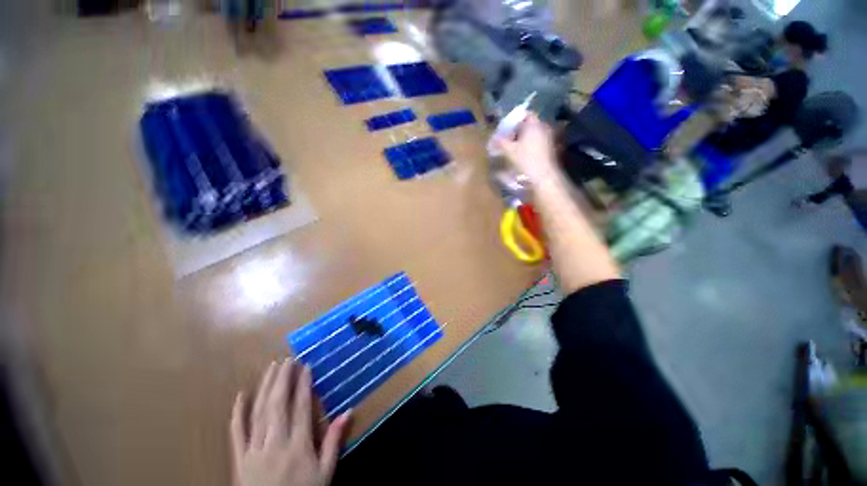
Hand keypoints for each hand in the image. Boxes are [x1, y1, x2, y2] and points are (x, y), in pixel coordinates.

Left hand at [230, 360, 351, 485]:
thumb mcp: (325, 472)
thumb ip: (334, 441)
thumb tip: (349, 411)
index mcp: (298, 445)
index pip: (300, 407)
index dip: (303, 385)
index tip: (305, 366)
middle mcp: (275, 443)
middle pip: (277, 405)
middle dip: (283, 379)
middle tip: (288, 359)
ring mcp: (254, 450)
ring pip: (258, 413)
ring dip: (265, 388)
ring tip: (272, 367)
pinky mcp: (238, 458)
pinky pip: (236, 432)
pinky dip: (238, 413)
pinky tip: (241, 395)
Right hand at [494, 112, 558, 184]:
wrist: (543, 176)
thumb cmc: (526, 160)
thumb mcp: (509, 151)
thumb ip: (501, 142)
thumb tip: (494, 138)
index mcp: (534, 125)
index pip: (526, 114)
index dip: (515, 119)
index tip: (507, 127)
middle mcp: (543, 128)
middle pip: (529, 124)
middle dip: (518, 130)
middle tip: (507, 138)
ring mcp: (548, 138)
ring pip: (533, 134)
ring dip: (523, 138)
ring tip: (513, 148)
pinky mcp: (550, 148)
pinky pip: (537, 142)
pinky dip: (529, 145)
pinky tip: (522, 154)